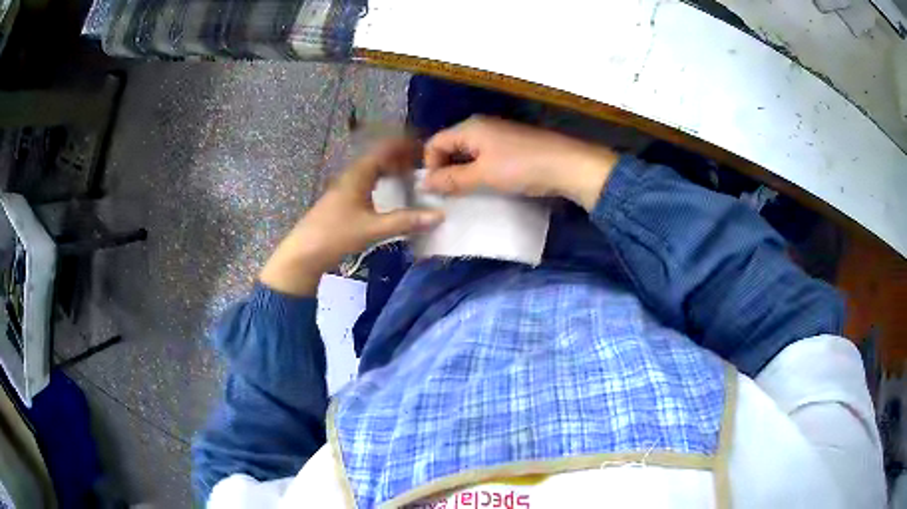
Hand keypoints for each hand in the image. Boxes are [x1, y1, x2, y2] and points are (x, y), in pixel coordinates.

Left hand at [259, 139, 443, 295]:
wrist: (304, 253)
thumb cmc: (336, 235)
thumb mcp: (373, 229)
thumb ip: (406, 221)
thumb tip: (439, 216)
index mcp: (358, 174)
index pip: (386, 149)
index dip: (406, 145)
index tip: (425, 148)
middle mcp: (351, 175)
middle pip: (380, 156)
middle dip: (401, 157)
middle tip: (423, 165)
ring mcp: (345, 187)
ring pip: (373, 169)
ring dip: (391, 168)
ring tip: (411, 177)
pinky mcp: (343, 199)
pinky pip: (367, 180)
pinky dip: (383, 180)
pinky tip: (390, 193)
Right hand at [423, 115, 618, 210]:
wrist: (569, 165)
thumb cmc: (522, 167)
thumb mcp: (483, 175)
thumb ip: (451, 179)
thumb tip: (424, 183)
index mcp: (470, 127)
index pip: (434, 143)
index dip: (429, 166)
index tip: (435, 191)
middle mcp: (481, 126)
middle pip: (450, 146)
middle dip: (445, 170)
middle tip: (448, 195)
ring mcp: (498, 135)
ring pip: (468, 153)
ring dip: (463, 173)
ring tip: (466, 194)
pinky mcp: (512, 146)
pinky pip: (485, 157)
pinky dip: (479, 171)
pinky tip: (486, 186)